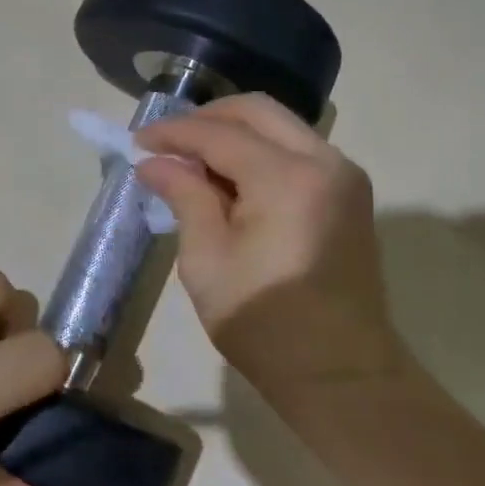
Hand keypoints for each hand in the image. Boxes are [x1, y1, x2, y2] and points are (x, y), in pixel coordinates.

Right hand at [136, 94, 404, 403]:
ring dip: (233, 133)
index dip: (173, 133)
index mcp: (288, 178)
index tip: (136, 143)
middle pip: (257, 111)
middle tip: (166, 144)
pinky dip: (258, 151)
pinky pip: (296, 150)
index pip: (219, 133)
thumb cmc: (264, 323)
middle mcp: (325, 161)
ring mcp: (343, 176)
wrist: (340, 374)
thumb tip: (154, 162)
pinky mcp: (348, 195)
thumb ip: (184, 197)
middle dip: (206, 119)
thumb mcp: (207, 260)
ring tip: (192, 162)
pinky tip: (228, 179)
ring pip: (280, 126)